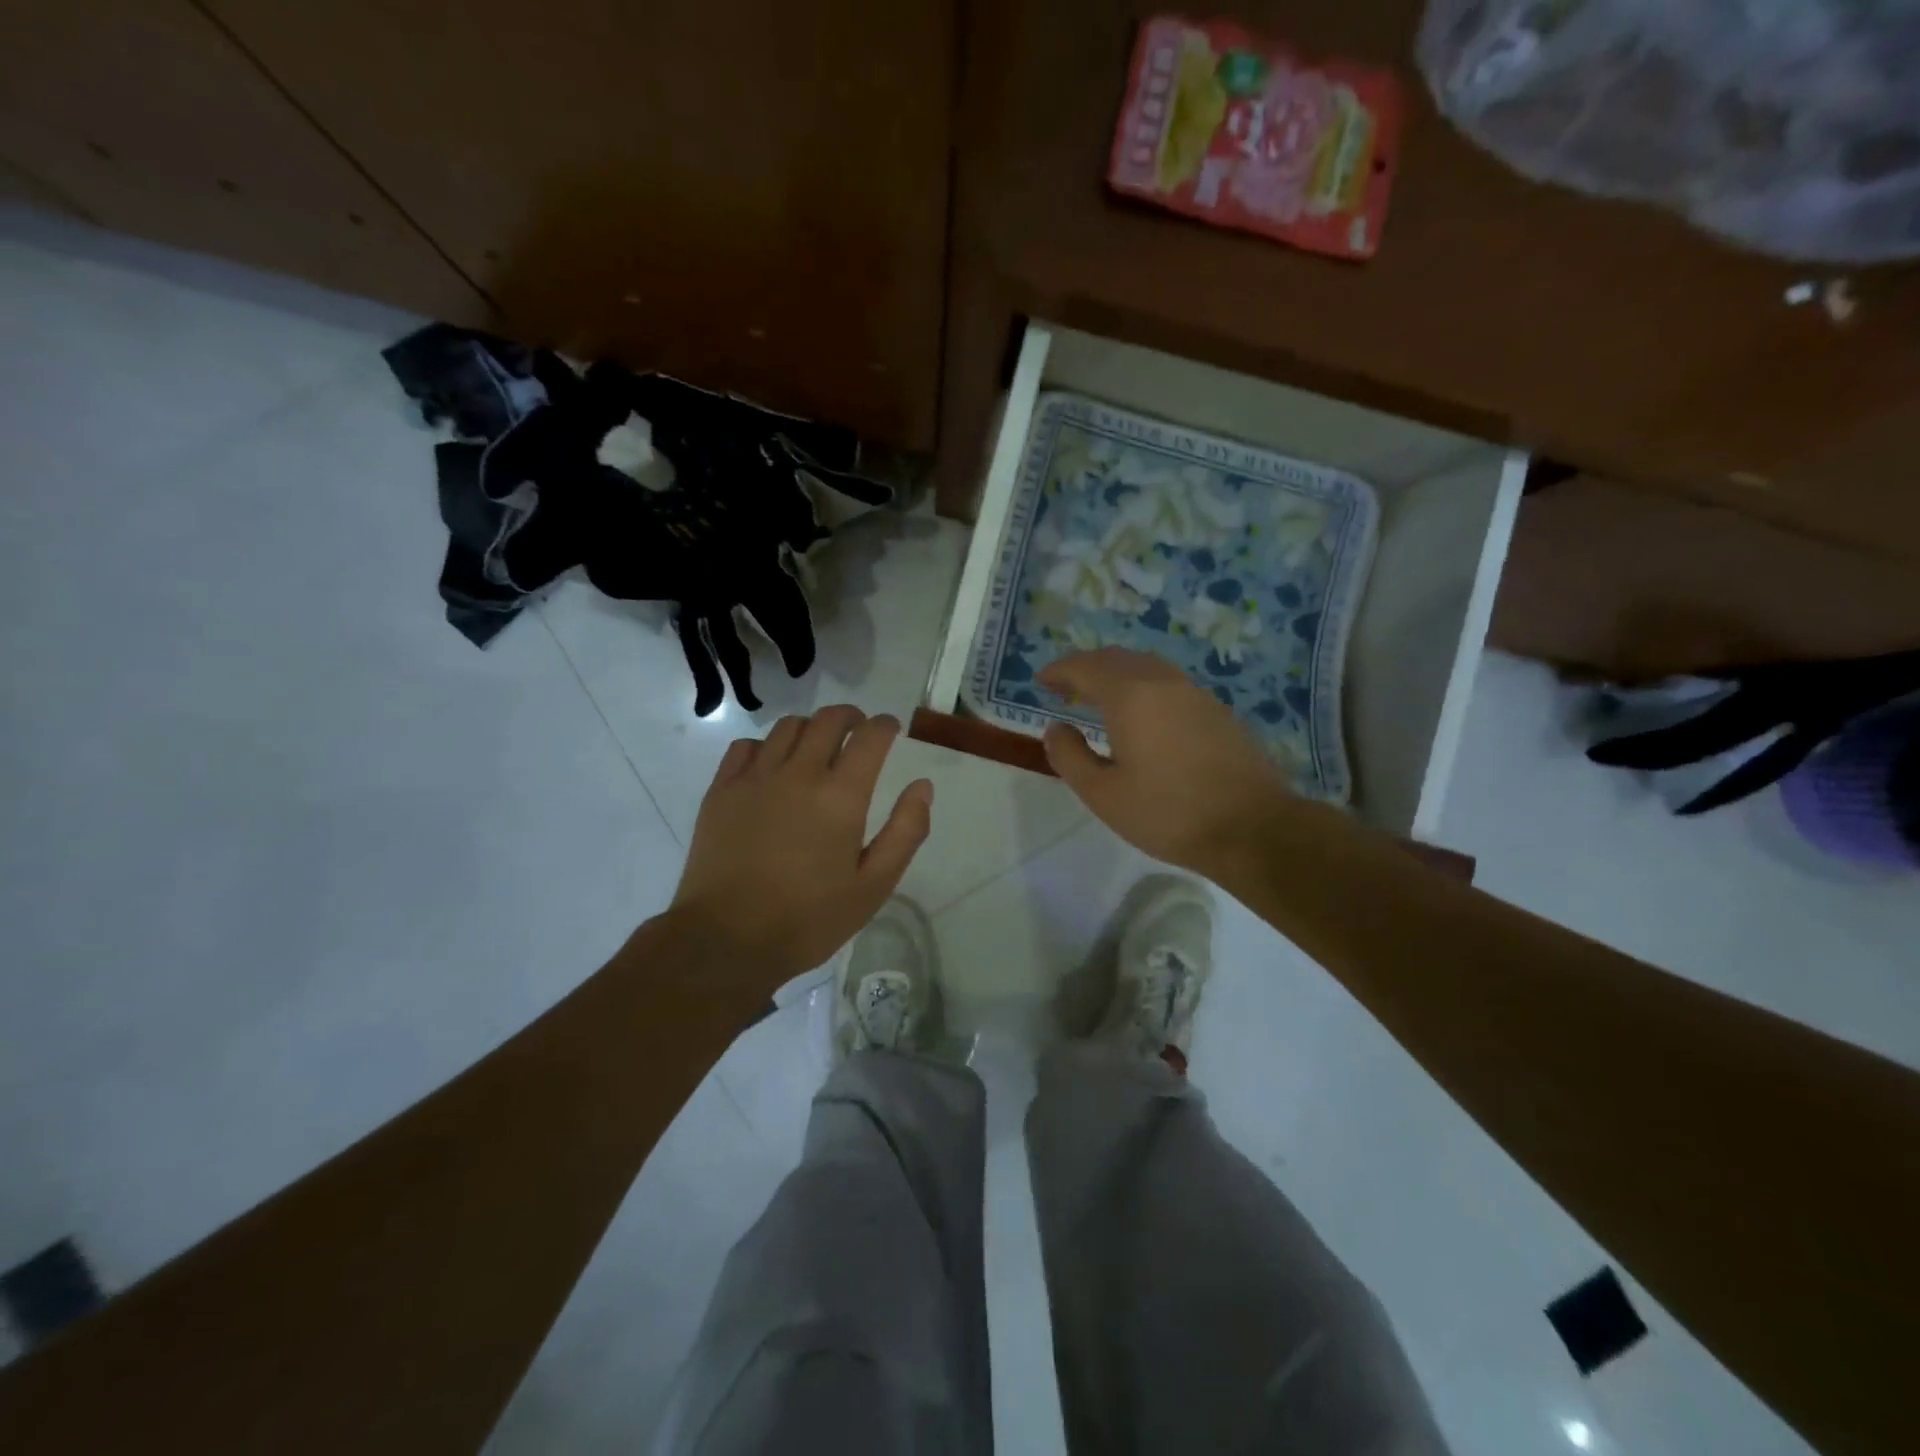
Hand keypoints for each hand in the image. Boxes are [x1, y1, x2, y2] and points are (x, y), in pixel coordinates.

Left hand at [670, 707, 933, 985]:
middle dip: (851, 717)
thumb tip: (922, 786)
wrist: (727, 940)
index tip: (891, 730)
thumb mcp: (874, 886)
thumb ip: (905, 831)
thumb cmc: (809, 919)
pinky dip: (767, 744)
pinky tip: (772, 765)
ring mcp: (755, 778)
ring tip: (817, 745)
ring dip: (811, 728)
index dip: (885, 726)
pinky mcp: (722, 790)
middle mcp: (799, 773)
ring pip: (787, 727)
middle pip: (828, 720)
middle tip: (858, 730)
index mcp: (841, 796)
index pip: (870, 736)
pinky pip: (746, 745)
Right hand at [1039, 649, 1292, 878]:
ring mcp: (1195, 693)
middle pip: (1117, 659)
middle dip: (1086, 668)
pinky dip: (1142, 686)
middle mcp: (1163, 682)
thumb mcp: (1103, 794)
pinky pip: (1168, 683)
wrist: (1252, 828)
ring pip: (1146, 667)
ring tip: (1098, 699)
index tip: (1041, 682)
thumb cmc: (1168, 813)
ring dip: (1116, 675)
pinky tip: (1141, 715)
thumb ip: (1070, 756)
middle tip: (1065, 689)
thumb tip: (1056, 729)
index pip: (1086, 667)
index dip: (1059, 671)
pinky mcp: (1217, 710)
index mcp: (1131, 696)